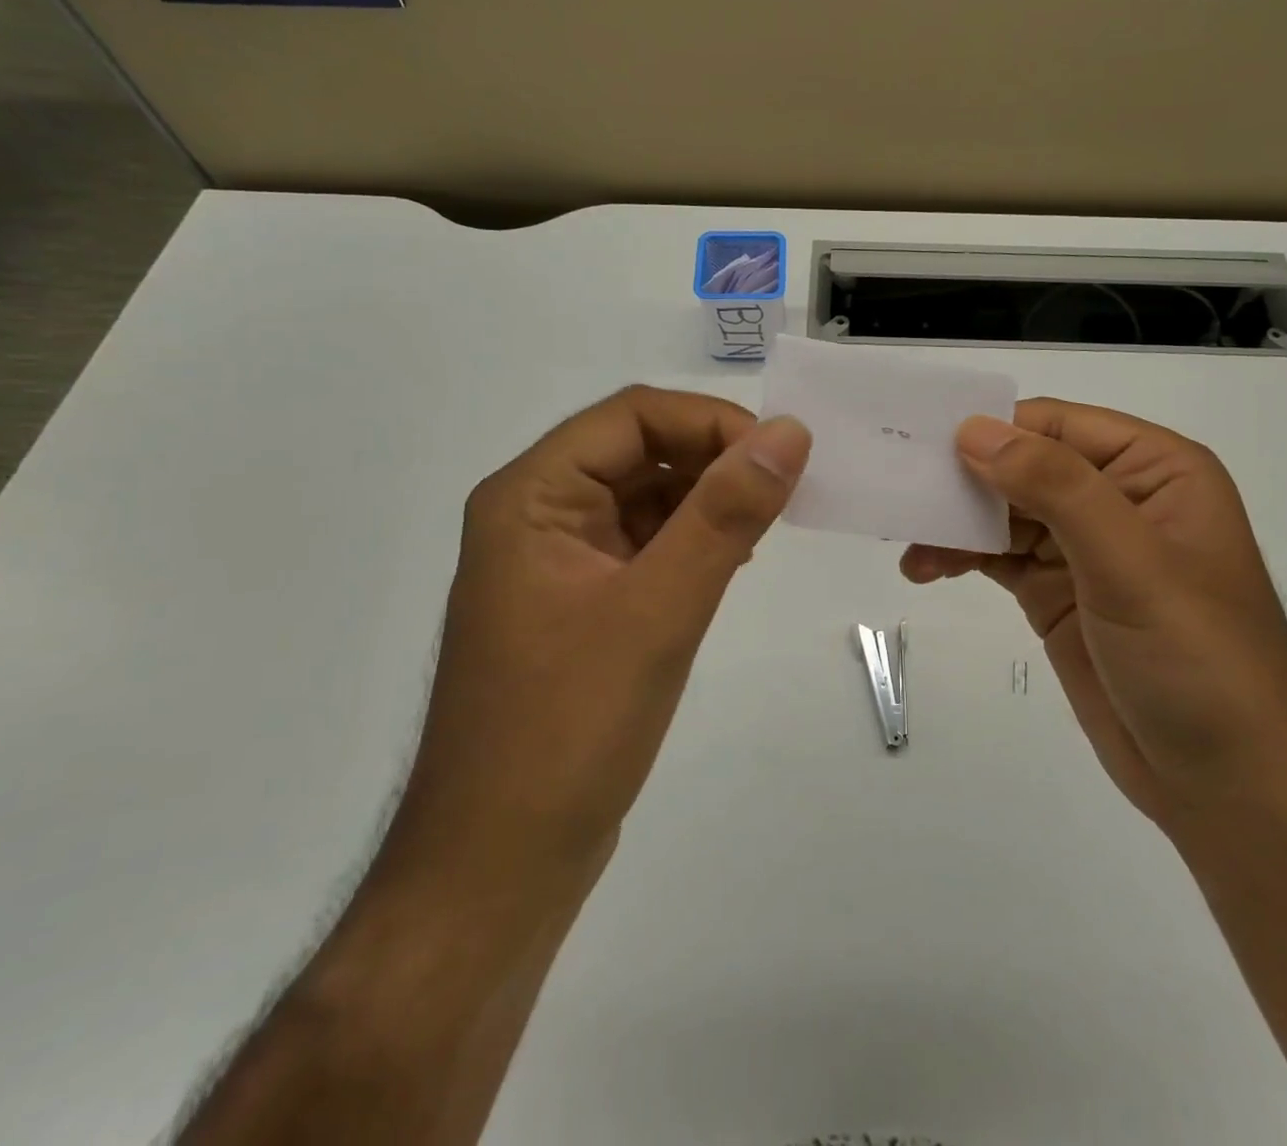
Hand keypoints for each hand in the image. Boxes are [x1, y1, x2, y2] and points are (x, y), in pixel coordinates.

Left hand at [382, 387, 811, 898]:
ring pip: (644, 498)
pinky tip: (731, 561)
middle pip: (637, 451)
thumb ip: (725, 514)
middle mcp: (537, 516)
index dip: (709, 422)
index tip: (780, 457)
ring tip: (766, 527)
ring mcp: (557, 564)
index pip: (631, 416)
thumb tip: (788, 433)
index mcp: (532, 496)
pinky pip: (643, 546)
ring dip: (706, 501)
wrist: (497, 869)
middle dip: (712, 460)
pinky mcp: (579, 607)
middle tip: (785, 493)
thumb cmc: (568, 731)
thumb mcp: (659, 610)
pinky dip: (691, 542)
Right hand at [901, 400, 1286, 828]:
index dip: (993, 429)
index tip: (924, 443)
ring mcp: (1084, 549)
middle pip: (1023, 466)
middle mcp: (1117, 498)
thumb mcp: (1131, 564)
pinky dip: (960, 557)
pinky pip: (998, 557)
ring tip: (908, 544)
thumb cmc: (1198, 660)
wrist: (1228, 786)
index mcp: (1154, 470)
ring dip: (955, 524)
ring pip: (1004, 513)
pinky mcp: (1057, 594)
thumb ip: (1055, 487)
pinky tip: (925, 568)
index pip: (1057, 426)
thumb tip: (975, 429)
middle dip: (964, 480)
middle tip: (900, 490)